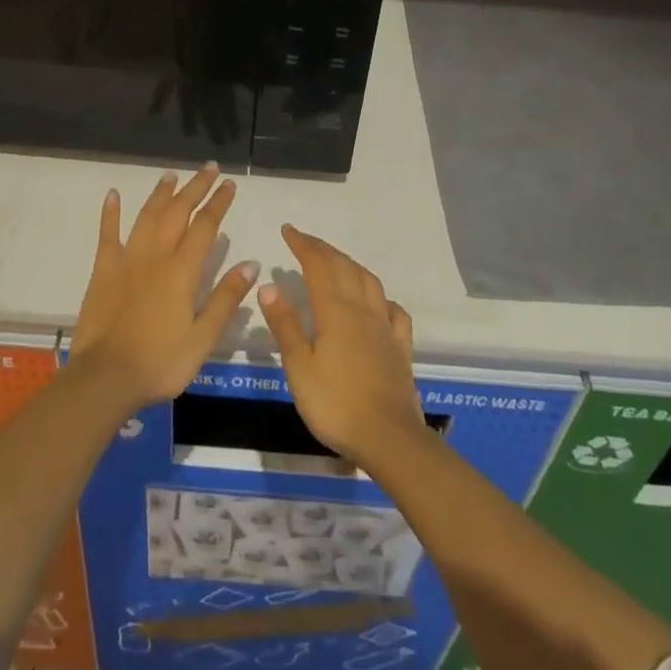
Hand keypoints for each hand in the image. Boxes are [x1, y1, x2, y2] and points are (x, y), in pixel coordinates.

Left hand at [70, 165, 258, 413]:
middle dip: (195, 187)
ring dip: (161, 193)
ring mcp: (127, 259)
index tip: (229, 184)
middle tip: (210, 168)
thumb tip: (251, 263)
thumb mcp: (203, 338)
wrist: (105, 378)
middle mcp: (156, 255)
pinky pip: (108, 234)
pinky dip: (110, 212)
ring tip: (172, 175)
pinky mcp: (104, 270)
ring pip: (147, 215)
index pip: (205, 226)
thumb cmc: (160, 363)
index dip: (218, 202)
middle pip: (178, 211)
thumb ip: (225, 298)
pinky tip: (113, 194)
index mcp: (183, 271)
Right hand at [256, 225, 425, 469]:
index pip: (318, 266)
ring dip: (350, 264)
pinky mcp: (401, 348)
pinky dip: (382, 298)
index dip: (303, 245)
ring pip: (369, 282)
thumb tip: (269, 285)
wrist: (390, 438)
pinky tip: (378, 303)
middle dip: (323, 249)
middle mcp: (363, 310)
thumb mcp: (299, 368)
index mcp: (336, 311)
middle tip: (305, 240)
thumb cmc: (336, 405)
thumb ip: (285, 325)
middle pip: (344, 267)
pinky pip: (394, 312)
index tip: (288, 230)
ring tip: (336, 262)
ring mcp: (385, 328)